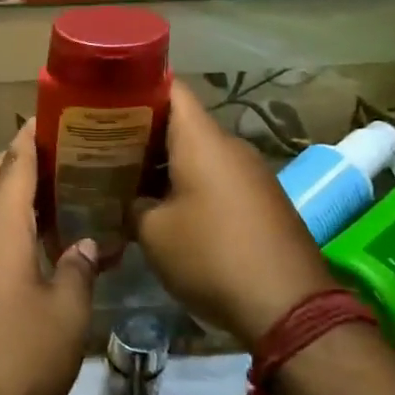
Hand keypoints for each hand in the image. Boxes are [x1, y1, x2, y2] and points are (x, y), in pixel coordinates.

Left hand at [0, 121, 98, 394]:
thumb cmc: (17, 357)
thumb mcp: (67, 314)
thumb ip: (79, 269)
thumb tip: (84, 245)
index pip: (15, 161)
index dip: (34, 134)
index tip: (58, 116)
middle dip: (23, 158)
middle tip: (67, 155)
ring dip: (16, 193)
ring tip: (62, 193)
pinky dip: (10, 224)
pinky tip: (42, 245)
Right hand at [132, 82, 336, 348]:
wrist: (289, 307)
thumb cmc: (211, 255)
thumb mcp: (154, 233)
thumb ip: (134, 205)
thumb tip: (134, 200)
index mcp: (202, 139)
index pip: (171, 88)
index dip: (139, 87)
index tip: (108, 99)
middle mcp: (230, 146)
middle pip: (182, 122)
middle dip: (144, 131)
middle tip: (106, 146)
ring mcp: (251, 173)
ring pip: (200, 153)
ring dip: (167, 162)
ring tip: (130, 178)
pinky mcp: (263, 200)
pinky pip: (218, 177)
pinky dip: (191, 183)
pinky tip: (168, 208)